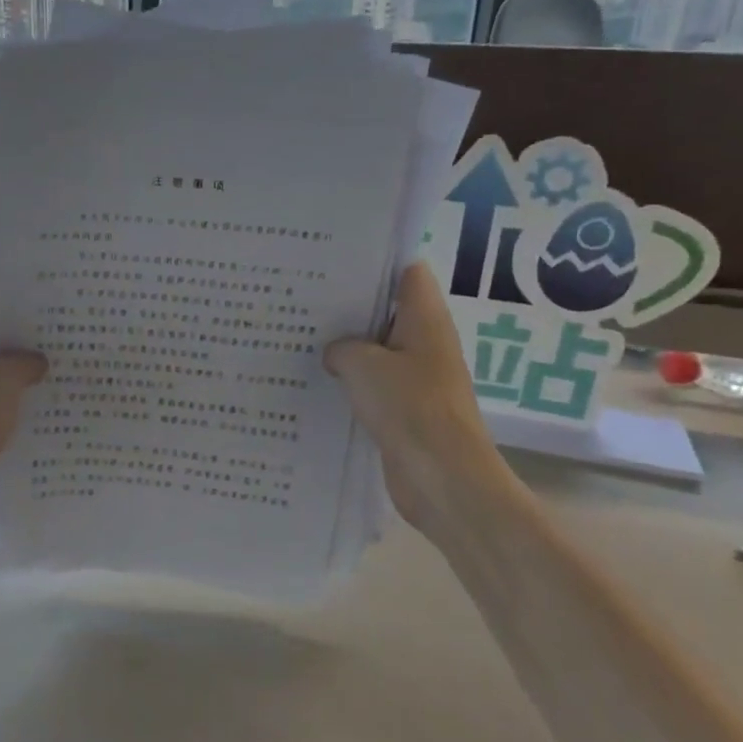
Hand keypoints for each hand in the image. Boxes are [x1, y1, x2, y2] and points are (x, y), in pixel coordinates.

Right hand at [325, 261, 517, 544]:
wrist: (443, 479)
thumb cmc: (410, 408)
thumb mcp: (363, 365)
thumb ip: (341, 347)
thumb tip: (334, 352)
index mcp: (426, 319)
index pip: (407, 272)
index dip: (375, 262)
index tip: (334, 262)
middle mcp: (425, 343)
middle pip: (386, 311)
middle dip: (348, 306)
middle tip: (303, 298)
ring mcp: (416, 378)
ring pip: (376, 351)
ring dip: (346, 348)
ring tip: (299, 336)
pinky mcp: (404, 410)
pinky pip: (373, 385)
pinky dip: (349, 382)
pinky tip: (315, 381)